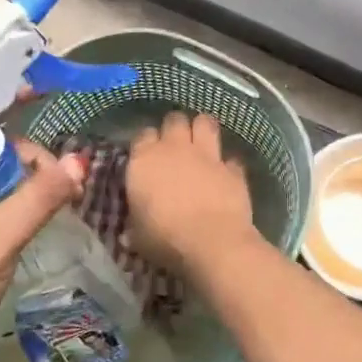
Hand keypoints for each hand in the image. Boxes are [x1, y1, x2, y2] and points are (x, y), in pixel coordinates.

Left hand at [0, 141, 85, 361]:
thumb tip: (80, 161)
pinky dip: (16, 211)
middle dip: (29, 171)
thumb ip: (40, 196)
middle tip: (65, 189)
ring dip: (26, 191)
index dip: (22, 151)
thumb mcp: (1, 235)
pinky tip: (40, 219)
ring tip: (62, 201)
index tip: (55, 172)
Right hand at [126, 113, 256, 277]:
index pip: (143, 135)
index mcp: (145, 160)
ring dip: (203, 129)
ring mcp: (207, 155)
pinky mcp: (233, 169)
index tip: (147, 155)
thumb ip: (135, 226)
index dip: (146, 143)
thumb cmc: (164, 239)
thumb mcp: (138, 236)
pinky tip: (226, 175)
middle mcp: (175, 148)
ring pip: (205, 123)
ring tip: (202, 142)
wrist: (211, 241)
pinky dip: (228, 165)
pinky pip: (230, 158)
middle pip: (174, 120)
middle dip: (175, 128)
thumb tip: (128, 234)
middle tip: (175, 144)